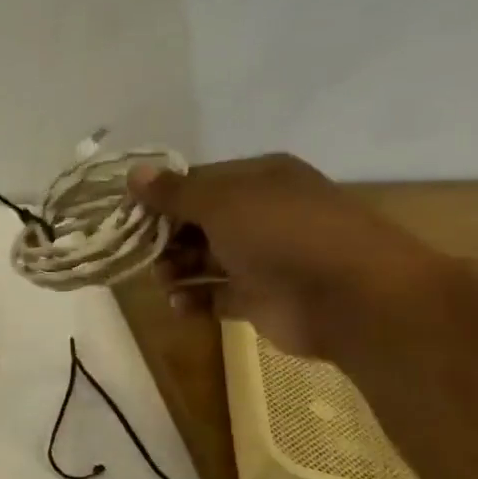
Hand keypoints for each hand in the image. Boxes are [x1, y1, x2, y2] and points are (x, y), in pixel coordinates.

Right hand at [129, 153, 443, 358]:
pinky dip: (194, 300)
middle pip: (195, 223)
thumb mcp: (222, 202)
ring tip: (164, 280)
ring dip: (175, 269)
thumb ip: (174, 192)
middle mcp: (259, 214)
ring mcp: (260, 258)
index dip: (160, 197)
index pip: (197, 183)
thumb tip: (133, 173)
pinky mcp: (259, 298)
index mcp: (258, 180)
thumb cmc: (283, 235)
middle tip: (141, 252)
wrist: (350, 298)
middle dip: (164, 238)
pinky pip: (214, 296)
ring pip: (202, 260)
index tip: (127, 215)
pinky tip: (180, 305)